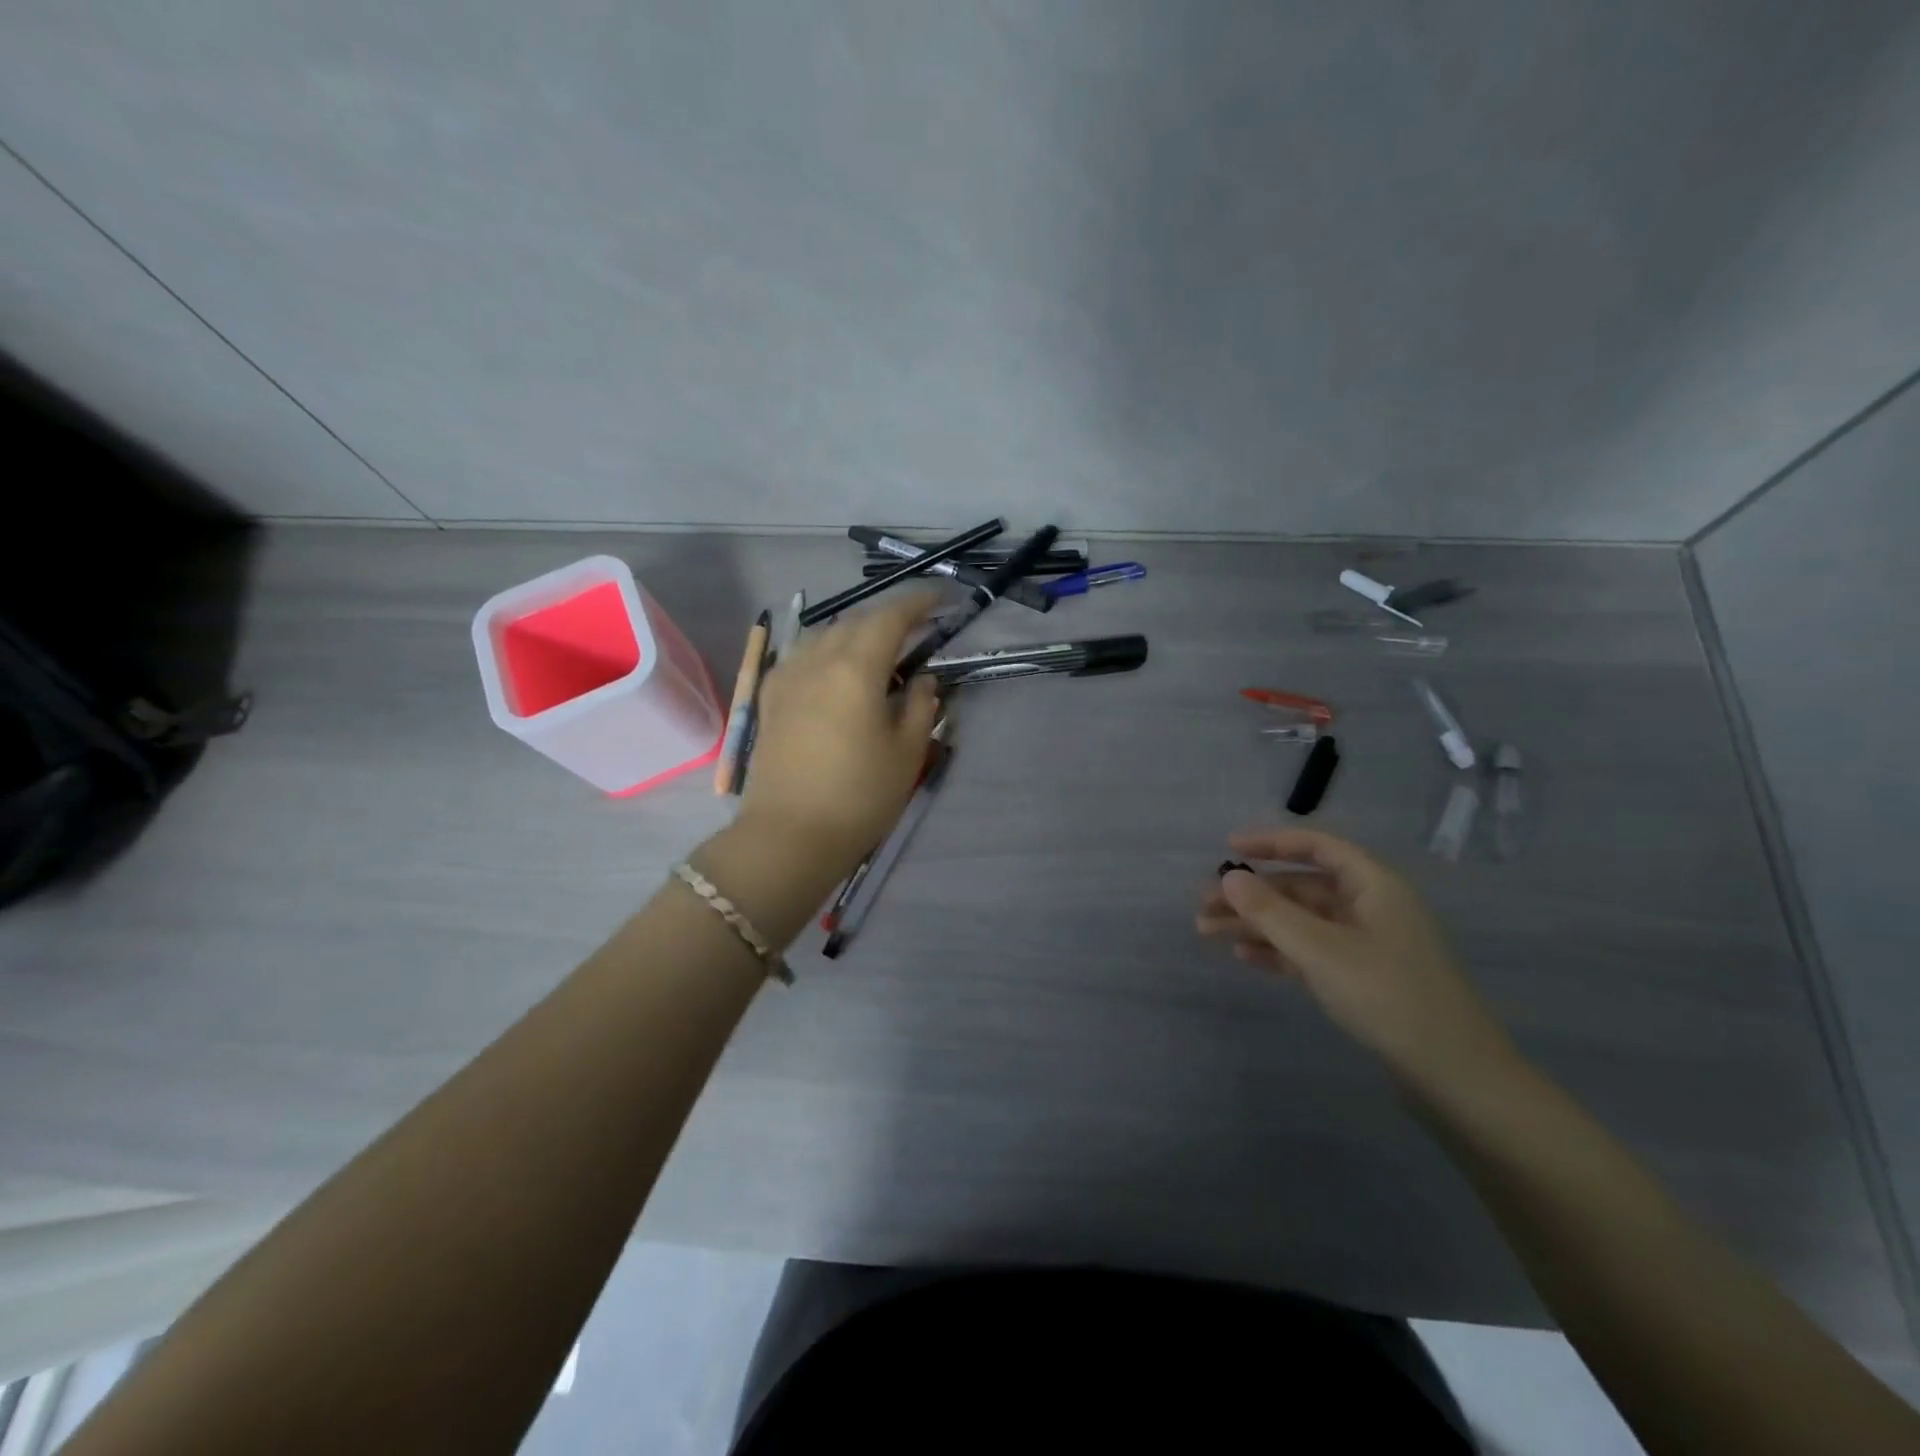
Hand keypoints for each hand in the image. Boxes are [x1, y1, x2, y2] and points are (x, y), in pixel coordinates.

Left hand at [736, 592, 942, 879]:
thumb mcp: (906, 753)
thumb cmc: (858, 796)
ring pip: (825, 636)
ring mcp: (787, 677)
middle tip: (917, 629)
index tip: (942, 600)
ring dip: (856, 634)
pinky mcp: (770, 699)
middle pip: (856, 622)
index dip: (918, 603)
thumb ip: (919, 706)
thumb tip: (921, 680)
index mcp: (855, 668)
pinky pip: (803, 657)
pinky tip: (838, 673)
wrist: (788, 837)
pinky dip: (829, 653)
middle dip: (889, 618)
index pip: (890, 617)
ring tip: (880, 652)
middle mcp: (816, 660)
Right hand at [1197, 828, 1518, 1092]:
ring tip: (1208, 932)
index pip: (1316, 847)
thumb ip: (1271, 912)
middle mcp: (1370, 907)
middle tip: (1203, 905)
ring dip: (1256, 924)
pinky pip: (1310, 951)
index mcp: (1373, 885)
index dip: (1270, 843)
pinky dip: (1278, 950)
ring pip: (1300, 921)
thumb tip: (1229, 877)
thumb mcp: (1321, 950)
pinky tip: (1245, 957)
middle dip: (1251, 894)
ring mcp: (1367, 944)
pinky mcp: (1362, 978)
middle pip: (1300, 887)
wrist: (1455, 1077)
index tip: (1227, 849)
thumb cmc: (1389, 997)